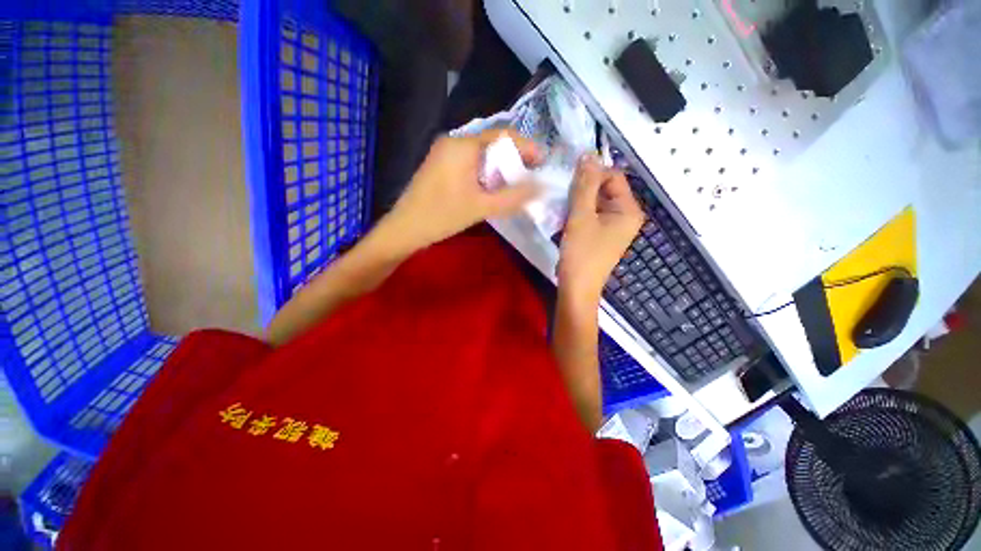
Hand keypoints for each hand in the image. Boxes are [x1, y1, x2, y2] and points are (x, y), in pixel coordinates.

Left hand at [379, 130, 541, 255]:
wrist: (405, 228)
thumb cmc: (442, 216)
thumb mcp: (481, 207)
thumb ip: (513, 197)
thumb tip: (542, 187)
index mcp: (463, 145)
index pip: (503, 136)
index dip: (526, 147)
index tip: (542, 162)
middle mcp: (453, 142)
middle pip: (492, 144)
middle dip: (514, 160)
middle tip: (529, 178)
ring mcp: (444, 153)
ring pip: (481, 155)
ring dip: (499, 168)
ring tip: (514, 185)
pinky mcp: (440, 165)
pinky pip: (470, 163)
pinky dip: (485, 173)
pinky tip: (491, 188)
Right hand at [558, 156, 644, 302]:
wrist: (576, 289)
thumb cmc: (581, 254)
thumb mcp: (580, 216)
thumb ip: (584, 185)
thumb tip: (588, 154)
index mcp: (629, 210)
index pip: (613, 176)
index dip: (591, 174)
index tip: (568, 181)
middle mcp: (626, 216)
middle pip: (605, 189)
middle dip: (582, 190)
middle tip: (562, 197)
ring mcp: (614, 227)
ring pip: (595, 202)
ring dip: (578, 202)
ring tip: (561, 209)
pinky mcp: (602, 235)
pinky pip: (592, 215)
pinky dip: (578, 214)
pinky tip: (565, 220)